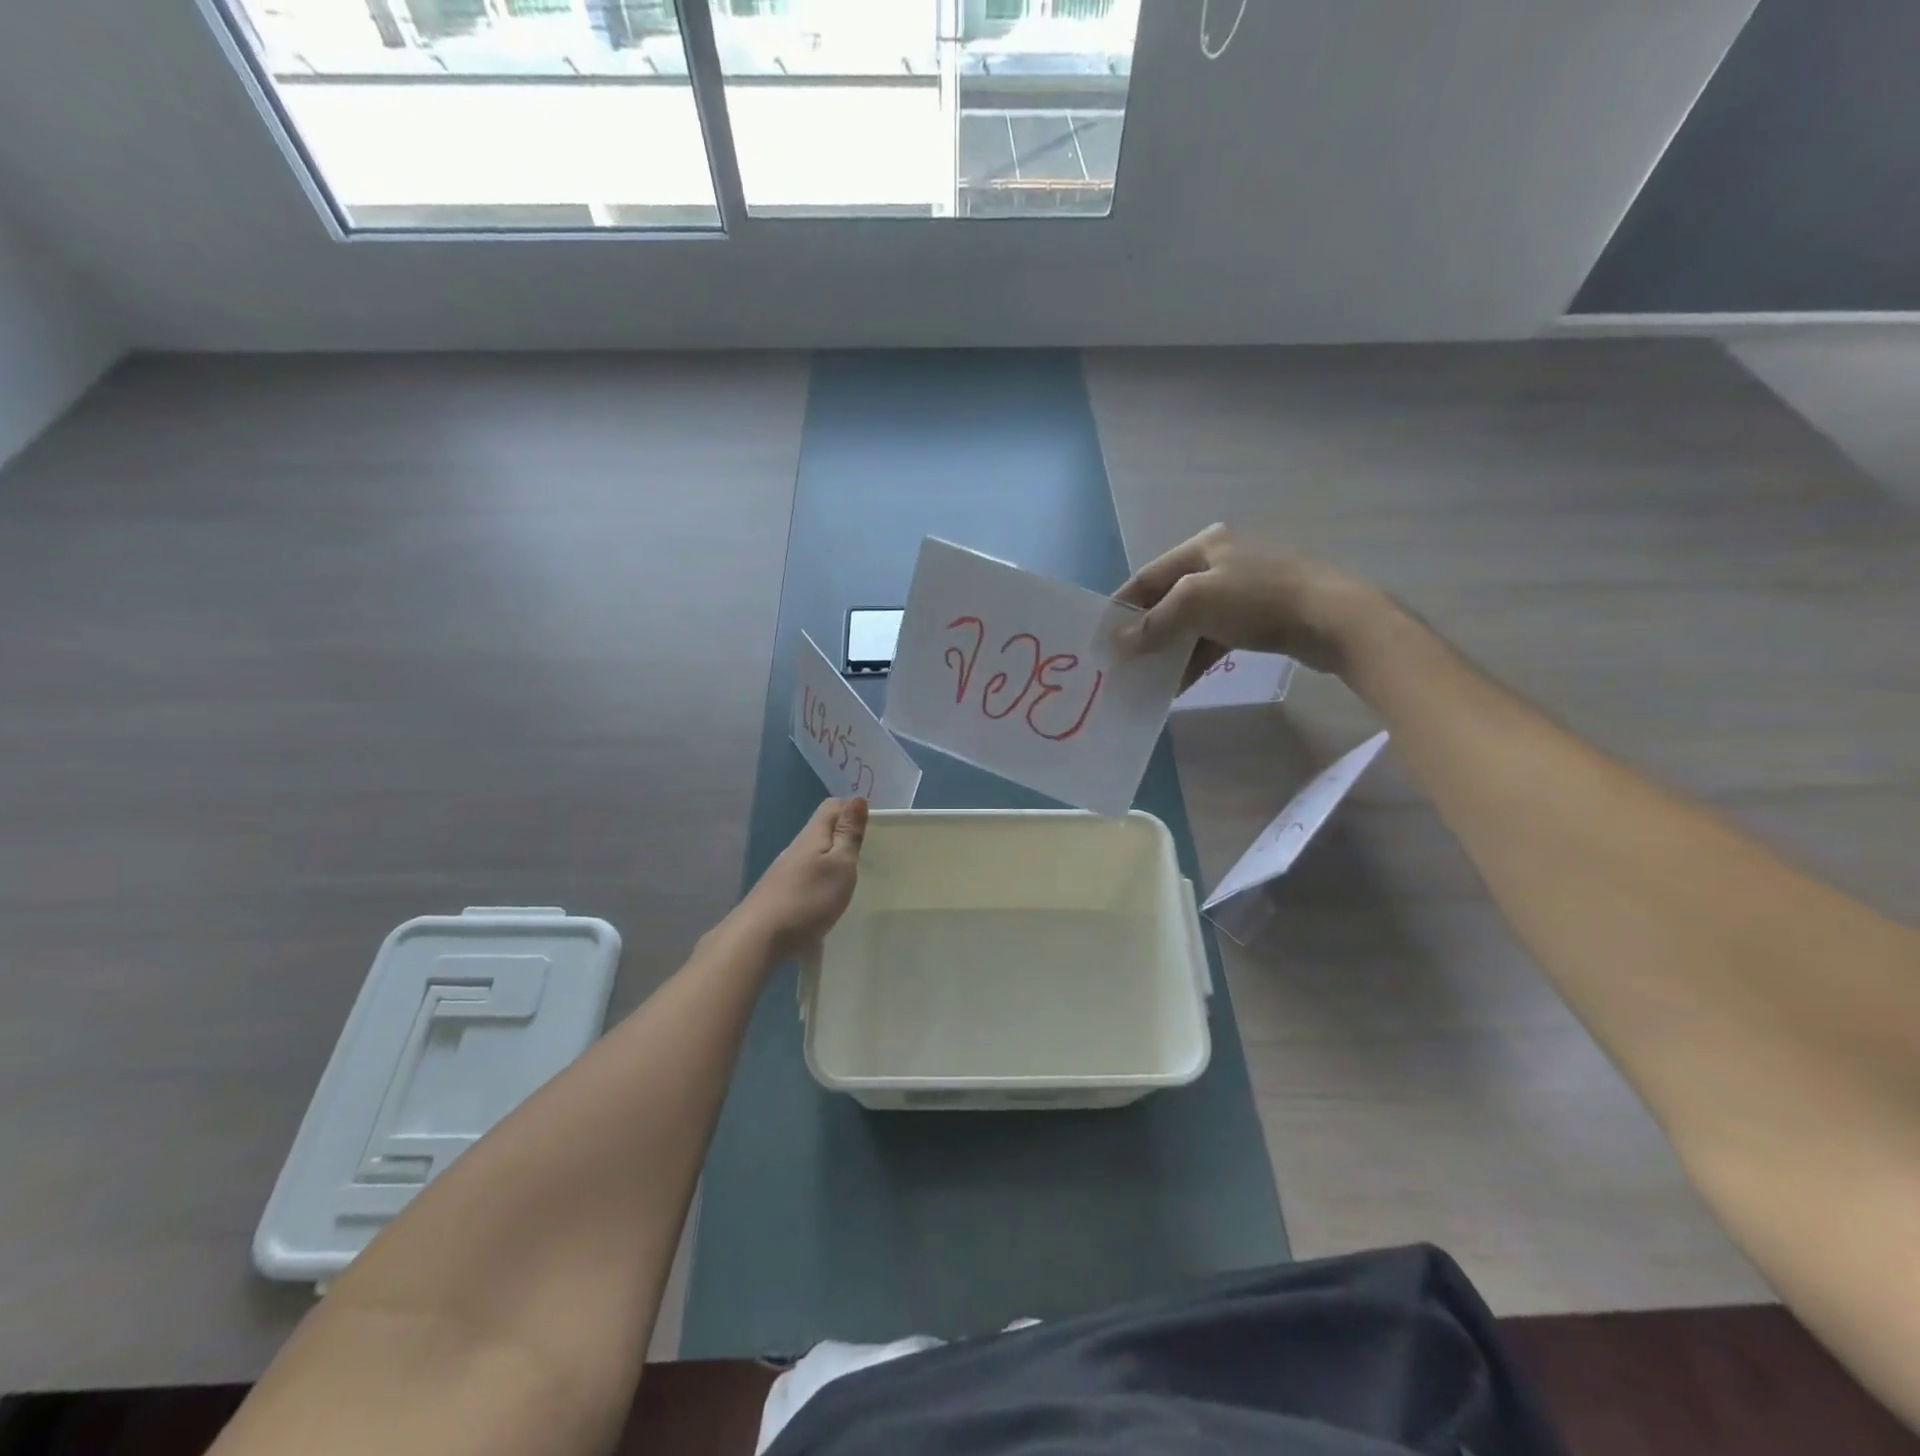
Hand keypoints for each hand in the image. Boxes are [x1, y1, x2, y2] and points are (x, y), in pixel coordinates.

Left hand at [734, 796, 867, 958]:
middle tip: (867, 854)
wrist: (758, 938)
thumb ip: (849, 833)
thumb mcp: (840, 864)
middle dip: (843, 836)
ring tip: (849, 878)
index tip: (872, 826)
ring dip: (830, 861)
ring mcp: (783, 872)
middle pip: (821, 831)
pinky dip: (818, 881)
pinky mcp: (777, 895)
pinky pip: (804, 878)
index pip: (832, 807)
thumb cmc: (808, 898)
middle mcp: (795, 848)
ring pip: (812, 856)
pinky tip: (825, 901)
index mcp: (812, 835)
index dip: (851, 809)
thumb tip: (858, 797)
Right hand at [1114, 523, 1387, 682]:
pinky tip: (1180, 684)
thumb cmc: (1258, 600)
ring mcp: (1244, 590)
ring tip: (1147, 679)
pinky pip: (1216, 638)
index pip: (1147, 576)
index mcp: (1204, 546)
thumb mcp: (1194, 604)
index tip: (1100, 637)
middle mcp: (1222, 562)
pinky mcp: (1261, 617)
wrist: (1334, 619)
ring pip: (1192, 622)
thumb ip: (1152, 624)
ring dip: (1169, 650)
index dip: (1121, 606)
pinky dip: (1196, 658)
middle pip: (1168, 599)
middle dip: (1144, 632)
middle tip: (1122, 662)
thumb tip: (1115, 644)